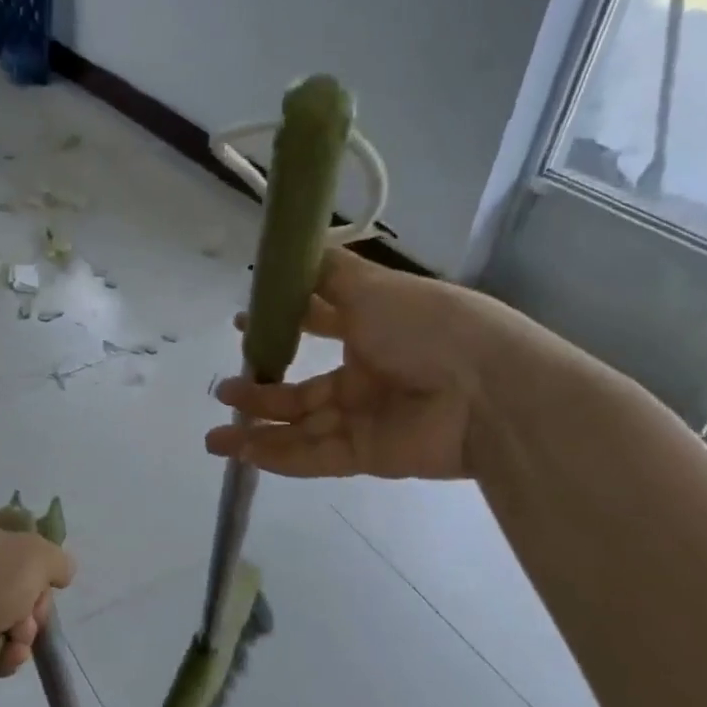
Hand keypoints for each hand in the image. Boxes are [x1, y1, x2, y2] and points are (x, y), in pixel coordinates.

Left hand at [0, 516, 75, 690]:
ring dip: (22, 632)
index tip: (46, 582)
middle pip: (15, 586)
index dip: (36, 565)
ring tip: (17, 639)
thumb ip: (57, 559)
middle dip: (32, 606)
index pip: (14, 544)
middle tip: (32, 615)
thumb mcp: (37, 554)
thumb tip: (61, 573)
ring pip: (6, 619)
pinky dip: (5, 653)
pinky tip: (6, 657)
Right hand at [205, 248, 530, 481]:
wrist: (489, 392)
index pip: (318, 326)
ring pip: (301, 426)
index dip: (281, 325)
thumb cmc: (428, 328)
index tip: (242, 325)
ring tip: (216, 436)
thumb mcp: (373, 287)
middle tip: (223, 389)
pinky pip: (315, 456)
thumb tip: (294, 250)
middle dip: (260, 390)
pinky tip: (242, 453)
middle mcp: (367, 374)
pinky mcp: (367, 455)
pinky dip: (278, 456)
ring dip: (258, 430)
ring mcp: (366, 418)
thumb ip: (328, 277)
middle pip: (302, 388)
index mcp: (373, 329)